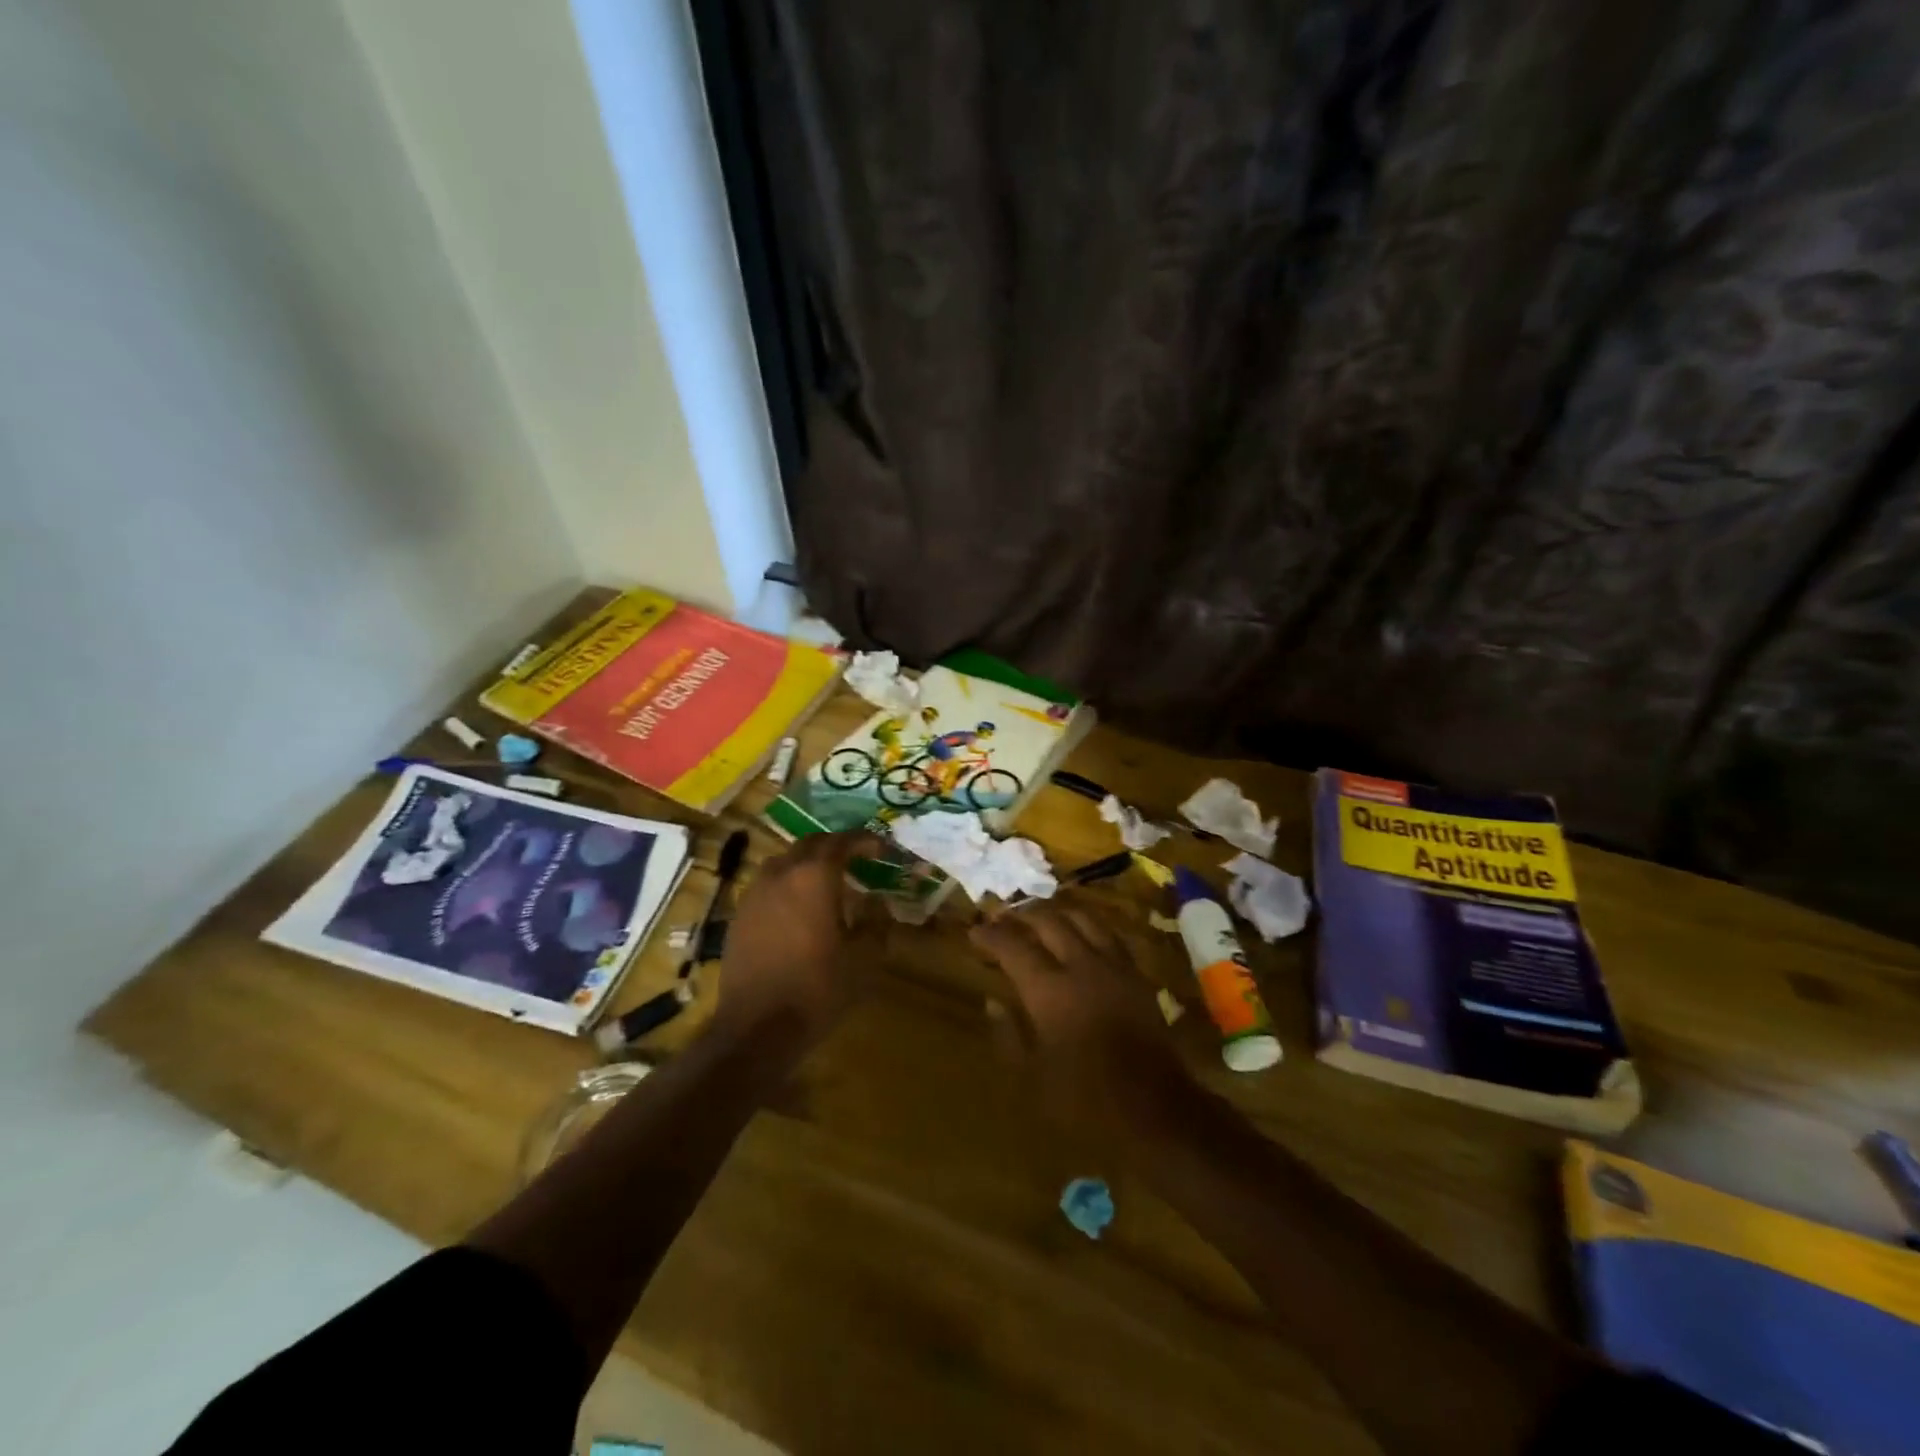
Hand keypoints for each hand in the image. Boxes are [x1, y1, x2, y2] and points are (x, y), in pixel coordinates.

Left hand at [713, 830, 884, 1043]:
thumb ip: (876, 922)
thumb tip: (878, 902)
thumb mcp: (864, 958)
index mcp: (815, 877)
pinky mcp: (739, 915)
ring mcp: (755, 893)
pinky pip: (768, 884)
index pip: (843, 842)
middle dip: (836, 846)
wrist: (756, 1027)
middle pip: (811, 844)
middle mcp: (782, 873)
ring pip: (785, 861)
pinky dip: (788, 883)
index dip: (865, 841)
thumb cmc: (817, 988)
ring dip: (808, 862)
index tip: (882, 848)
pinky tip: (798, 906)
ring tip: (827, 880)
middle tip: (857, 857)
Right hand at [970, 901, 1190, 1139]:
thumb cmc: (1085, 1101)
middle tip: (1003, 920)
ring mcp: (1113, 966)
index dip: (991, 936)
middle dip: (1021, 916)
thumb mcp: (1032, 1078)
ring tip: (1040, 918)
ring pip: (1082, 918)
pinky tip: (1081, 934)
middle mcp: (1081, 966)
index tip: (975, 933)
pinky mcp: (1136, 974)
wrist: (1155, 1109)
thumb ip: (1009, 1034)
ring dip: (1056, 913)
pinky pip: (1109, 934)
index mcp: (1049, 990)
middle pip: (1048, 921)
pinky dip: (1087, 926)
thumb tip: (993, 1002)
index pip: (1013, 946)